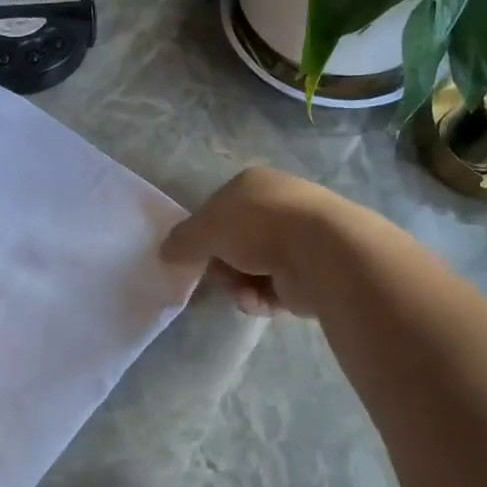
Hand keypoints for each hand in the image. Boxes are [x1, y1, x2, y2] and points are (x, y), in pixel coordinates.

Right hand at [160, 166, 352, 316]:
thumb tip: (166, 253)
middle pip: (233, 243)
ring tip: (243, 291)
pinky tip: (261, 301)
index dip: (202, 234)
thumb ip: (182, 241)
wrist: (321, 252)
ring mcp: (297, 240)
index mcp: (253, 184)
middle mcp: (277, 207)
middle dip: (221, 264)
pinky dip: (260, 298)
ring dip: (239, 285)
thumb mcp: (205, 228)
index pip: (217, 209)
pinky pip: (272, 290)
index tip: (192, 255)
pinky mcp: (310, 273)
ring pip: (250, 270)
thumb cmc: (258, 226)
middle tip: (218, 276)